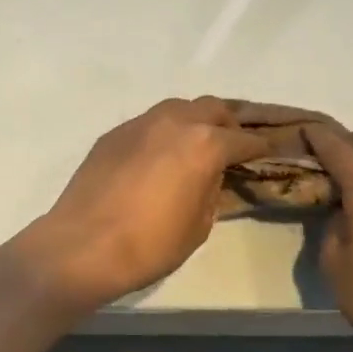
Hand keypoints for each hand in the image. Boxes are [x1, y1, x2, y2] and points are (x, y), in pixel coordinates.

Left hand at [21, 98, 268, 310]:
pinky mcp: (114, 133)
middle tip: (232, 144)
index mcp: (204, 144)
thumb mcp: (199, 225)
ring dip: (193, 120)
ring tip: (196, 144)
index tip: (269, 152)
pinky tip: (158, 155)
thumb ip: (212, 190)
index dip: (260, 147)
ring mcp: (140, 123)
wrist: (83, 244)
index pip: (243, 139)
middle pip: (212, 108)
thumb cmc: (150, 244)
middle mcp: (174, 121)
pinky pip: (148, 122)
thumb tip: (213, 175)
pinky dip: (162, 131)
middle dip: (228, 123)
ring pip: (177, 107)